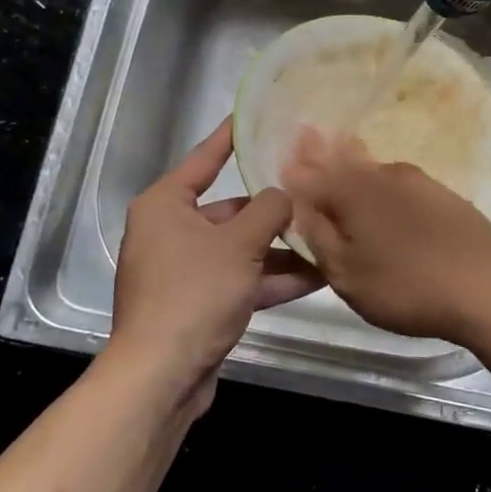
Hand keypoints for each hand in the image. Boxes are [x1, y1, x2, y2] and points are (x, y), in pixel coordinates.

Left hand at [109, 119, 323, 415]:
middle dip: (274, 210)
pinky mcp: (199, 303)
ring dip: (281, 249)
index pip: (205, 158)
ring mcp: (185, 271)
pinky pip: (240, 280)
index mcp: (166, 205)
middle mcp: (171, 232)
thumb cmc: (194, 292)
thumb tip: (284, 195)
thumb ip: (269, 210)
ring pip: (241, 249)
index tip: (254, 116)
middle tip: (315, 192)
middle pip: (231, 210)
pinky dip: (271, 278)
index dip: (231, 136)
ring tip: (327, 238)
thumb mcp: (240, 243)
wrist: (162, 376)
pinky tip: (317, 277)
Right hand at [280, 127, 490, 343]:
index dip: (296, 164)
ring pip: (373, 168)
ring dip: (353, 162)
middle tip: (308, 136)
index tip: (285, 150)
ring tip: (341, 152)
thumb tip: (299, 204)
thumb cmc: (405, 285)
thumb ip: (318, 235)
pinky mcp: (442, 196)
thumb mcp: (346, 273)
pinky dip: (381, 181)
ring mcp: (417, 182)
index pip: (312, 171)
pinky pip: (398, 182)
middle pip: (344, 159)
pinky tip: (384, 190)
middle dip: (323, 151)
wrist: (487, 285)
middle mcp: (382, 175)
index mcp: (351, 191)